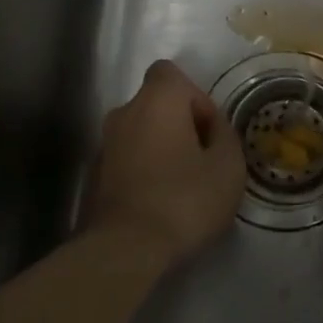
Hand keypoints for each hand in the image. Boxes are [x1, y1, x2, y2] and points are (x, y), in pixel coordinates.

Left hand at [83, 59, 245, 264]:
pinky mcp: (95, 175)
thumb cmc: (184, 200)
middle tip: (202, 160)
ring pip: (141, 132)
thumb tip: (213, 127)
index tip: (208, 131)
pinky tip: (160, 202)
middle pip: (156, 104)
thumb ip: (224, 135)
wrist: (125, 249)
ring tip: (183, 185)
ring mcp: (104, 144)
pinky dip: (144, 170)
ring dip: (161, 148)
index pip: (171, 73)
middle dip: (180, 125)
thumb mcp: (228, 167)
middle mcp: (124, 113)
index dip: (195, 96)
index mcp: (156, 101)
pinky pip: (128, 158)